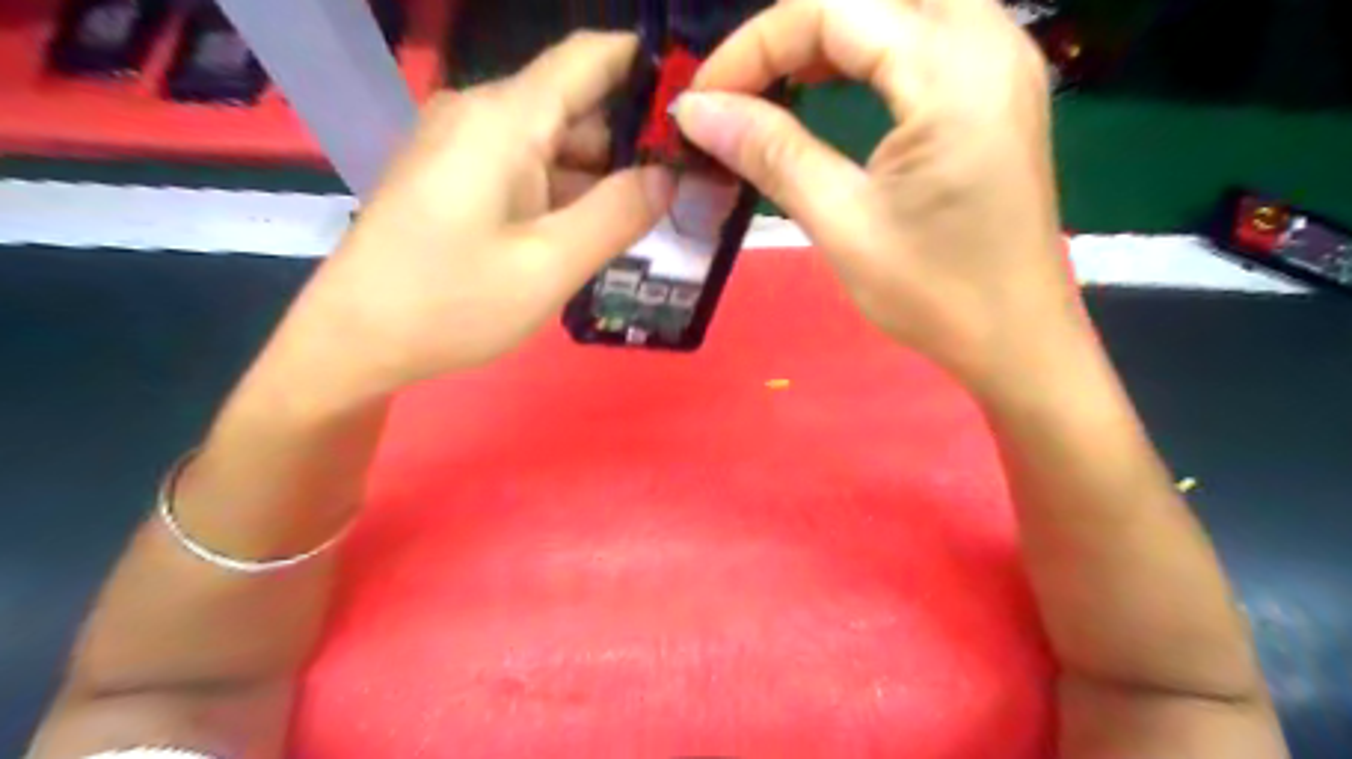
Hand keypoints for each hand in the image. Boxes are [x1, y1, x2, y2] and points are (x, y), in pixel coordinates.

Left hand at [274, 30, 670, 402]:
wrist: (355, 339)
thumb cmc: (451, 304)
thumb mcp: (550, 266)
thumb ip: (618, 214)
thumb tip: (670, 175)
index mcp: (505, 119)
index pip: (592, 57)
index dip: (650, 70)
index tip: (699, 109)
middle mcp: (482, 114)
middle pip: (577, 104)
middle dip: (633, 139)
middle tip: (690, 184)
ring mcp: (465, 144)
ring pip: (555, 141)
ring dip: (602, 174)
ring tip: (655, 212)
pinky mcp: (456, 174)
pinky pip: (527, 167)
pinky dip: (567, 190)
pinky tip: (596, 228)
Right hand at [682, 1, 1083, 394]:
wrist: (1016, 339)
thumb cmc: (935, 294)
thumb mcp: (843, 224)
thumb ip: (772, 154)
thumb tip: (697, 113)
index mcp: (954, 74)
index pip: (834, 10)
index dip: (755, 46)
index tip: (703, 100)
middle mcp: (991, 41)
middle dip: (794, 29)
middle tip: (742, 85)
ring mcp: (1004, 60)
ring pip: (903, 3)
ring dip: (833, 30)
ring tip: (777, 79)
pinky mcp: (1001, 88)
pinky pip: (928, 32)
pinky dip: (870, 46)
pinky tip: (834, 81)